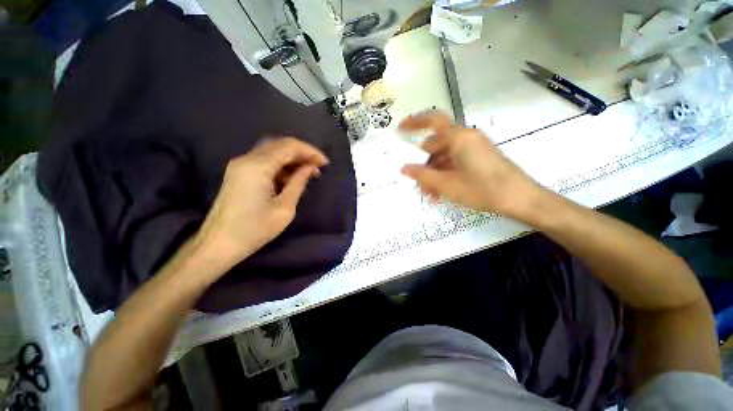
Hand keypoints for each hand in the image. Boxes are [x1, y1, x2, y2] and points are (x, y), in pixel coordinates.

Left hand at [194, 138, 327, 270]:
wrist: (218, 245)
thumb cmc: (254, 230)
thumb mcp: (284, 208)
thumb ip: (298, 183)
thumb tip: (309, 168)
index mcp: (258, 166)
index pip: (289, 146)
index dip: (310, 152)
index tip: (325, 163)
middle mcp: (247, 159)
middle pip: (280, 145)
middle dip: (302, 153)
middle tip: (318, 167)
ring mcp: (240, 165)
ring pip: (272, 151)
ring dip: (292, 159)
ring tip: (308, 172)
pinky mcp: (239, 173)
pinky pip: (264, 161)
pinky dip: (281, 165)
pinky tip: (291, 177)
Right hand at [400, 111, 543, 217]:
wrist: (520, 199)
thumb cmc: (483, 190)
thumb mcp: (447, 185)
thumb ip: (422, 176)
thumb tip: (404, 168)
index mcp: (459, 138)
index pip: (433, 120)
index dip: (414, 122)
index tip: (400, 129)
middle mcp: (465, 138)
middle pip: (435, 146)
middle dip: (424, 166)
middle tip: (420, 186)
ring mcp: (472, 147)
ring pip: (444, 157)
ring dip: (434, 174)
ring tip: (432, 195)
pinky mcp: (477, 157)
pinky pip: (454, 161)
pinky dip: (445, 174)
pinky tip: (442, 192)